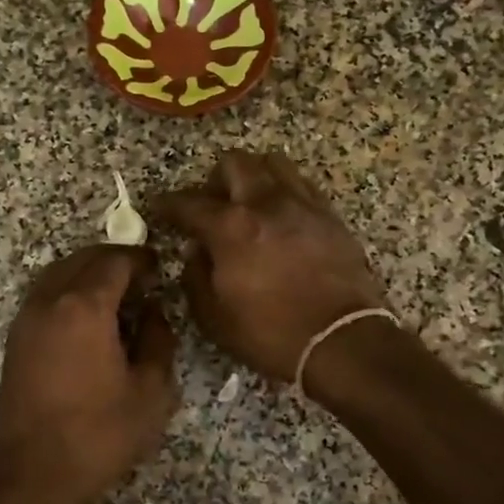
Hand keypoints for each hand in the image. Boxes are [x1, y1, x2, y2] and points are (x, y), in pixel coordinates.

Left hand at [0, 244, 179, 503]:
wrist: (33, 475)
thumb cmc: (99, 434)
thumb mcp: (151, 391)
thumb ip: (158, 339)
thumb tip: (153, 311)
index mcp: (84, 307)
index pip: (115, 261)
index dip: (141, 258)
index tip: (160, 266)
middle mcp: (49, 301)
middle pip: (83, 259)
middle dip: (114, 260)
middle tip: (143, 277)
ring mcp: (26, 319)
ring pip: (59, 273)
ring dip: (88, 272)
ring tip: (118, 294)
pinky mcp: (16, 339)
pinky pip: (45, 294)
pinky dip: (69, 290)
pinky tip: (89, 318)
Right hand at [153, 151, 386, 383]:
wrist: (342, 341)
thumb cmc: (271, 334)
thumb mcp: (214, 318)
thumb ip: (195, 277)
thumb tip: (195, 251)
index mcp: (230, 227)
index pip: (188, 202)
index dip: (167, 205)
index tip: (160, 209)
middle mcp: (265, 203)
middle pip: (234, 163)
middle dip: (214, 180)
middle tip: (211, 206)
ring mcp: (302, 205)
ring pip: (273, 163)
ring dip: (253, 176)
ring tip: (249, 203)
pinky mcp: (330, 215)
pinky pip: (302, 184)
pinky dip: (284, 191)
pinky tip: (281, 215)